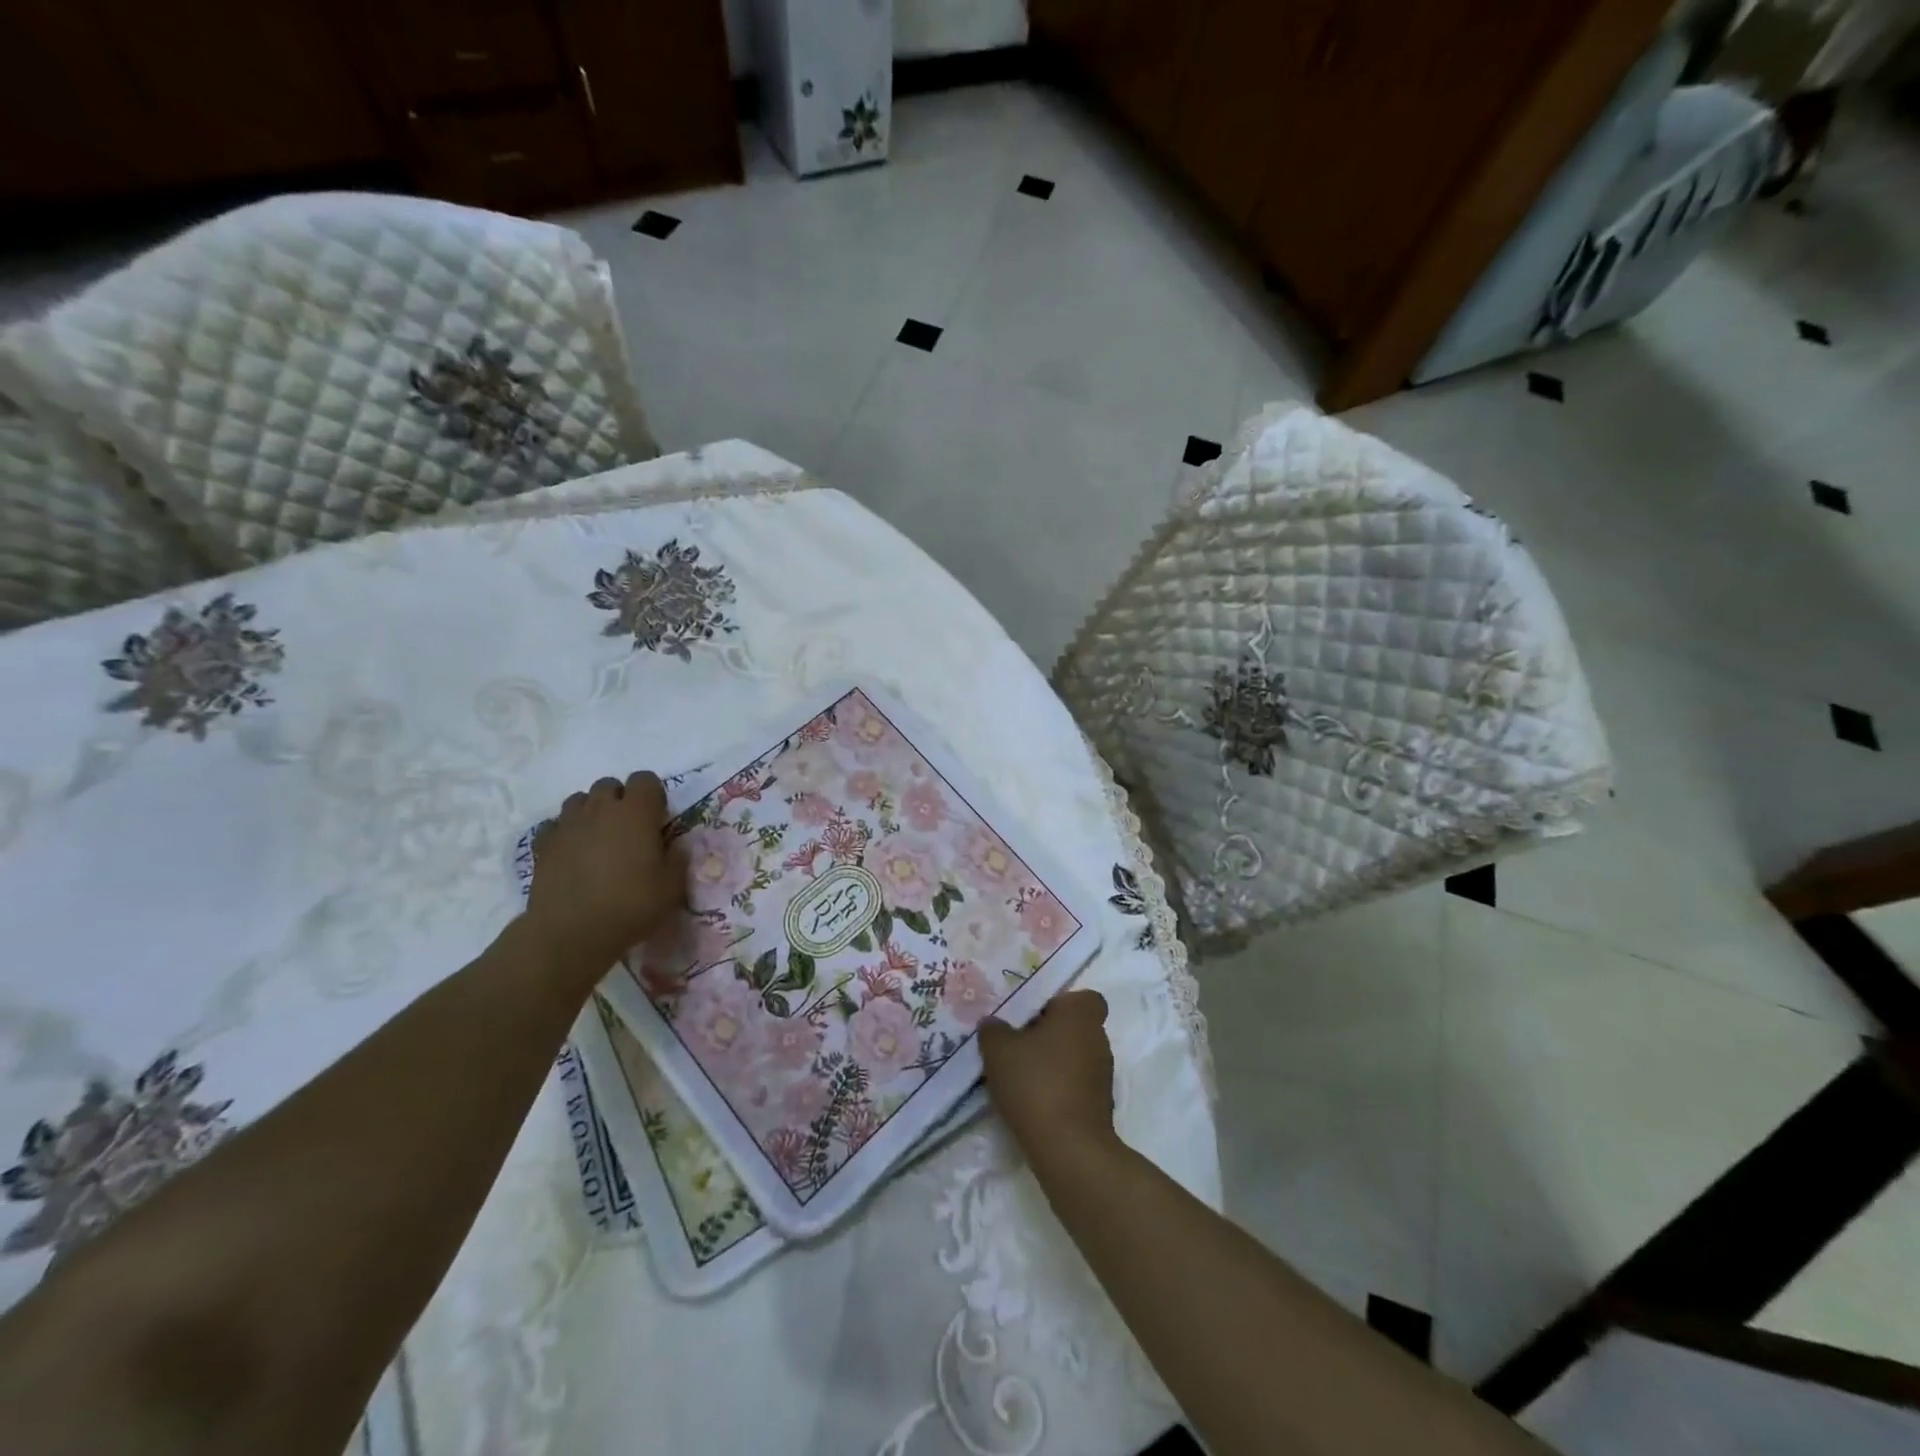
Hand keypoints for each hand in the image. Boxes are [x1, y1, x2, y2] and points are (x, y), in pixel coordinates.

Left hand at [526, 772, 678, 972]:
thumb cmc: (630, 905)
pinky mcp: (542, 845)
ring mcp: (567, 824)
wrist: (571, 933)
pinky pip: (554, 825)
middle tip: (628, 829)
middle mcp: (600, 809)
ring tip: (598, 839)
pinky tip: (571, 853)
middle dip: (620, 800)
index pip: (646, 779)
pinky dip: (564, 832)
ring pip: (579, 800)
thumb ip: (678, 859)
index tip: (657, 819)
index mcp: (636, 812)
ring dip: (591, 812)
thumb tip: (677, 845)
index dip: (653, 795)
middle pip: (609, 785)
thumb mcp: (672, 887)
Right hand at [979, 990, 1117, 1171]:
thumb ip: (993, 1031)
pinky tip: (1033, 1102)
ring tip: (1020, 1076)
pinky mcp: (1101, 1105)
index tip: (1033, 1016)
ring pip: (1075, 1056)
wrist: (1069, 1149)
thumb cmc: (1036, 1084)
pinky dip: (1059, 1088)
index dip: (1060, 1003)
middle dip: (1049, 1034)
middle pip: (1074, 1027)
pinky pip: (1076, 1084)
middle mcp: (1098, 1038)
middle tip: (1017, 1045)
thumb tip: (993, 1024)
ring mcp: (1103, 1073)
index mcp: (1080, 1015)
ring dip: (1053, 1063)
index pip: (1083, 997)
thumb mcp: (998, 1051)